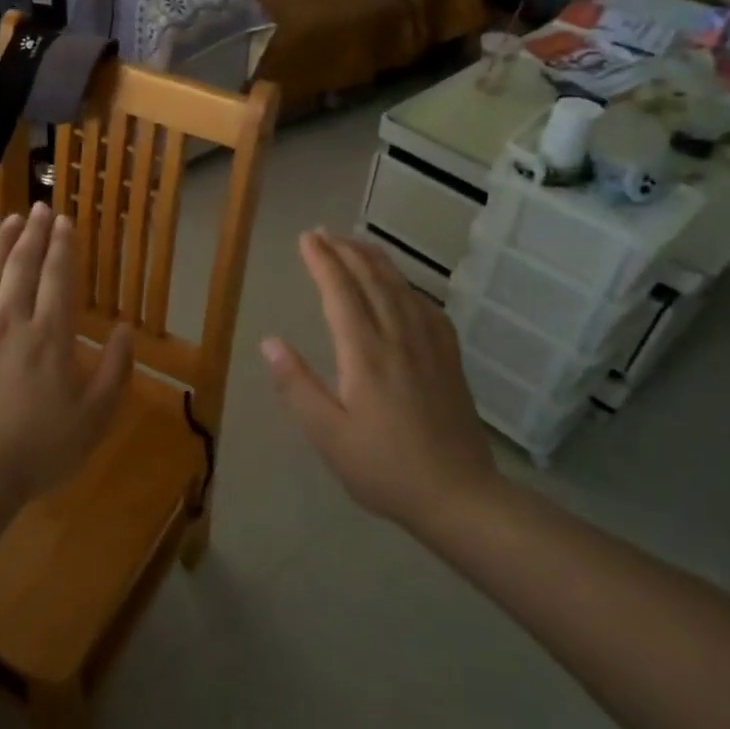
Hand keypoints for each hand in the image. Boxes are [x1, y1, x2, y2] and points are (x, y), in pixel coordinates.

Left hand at [0, 203, 133, 504]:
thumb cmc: (37, 451)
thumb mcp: (94, 419)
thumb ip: (116, 371)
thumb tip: (126, 331)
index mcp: (49, 336)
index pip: (58, 277)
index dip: (63, 246)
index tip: (64, 222)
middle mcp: (10, 320)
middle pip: (23, 266)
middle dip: (34, 233)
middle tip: (39, 208)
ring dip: (1, 243)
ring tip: (11, 220)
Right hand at [262, 230, 498, 531]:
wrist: (460, 495)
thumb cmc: (385, 469)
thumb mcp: (329, 436)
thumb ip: (297, 386)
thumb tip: (269, 342)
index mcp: (365, 354)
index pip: (341, 293)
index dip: (323, 261)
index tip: (306, 238)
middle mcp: (399, 338)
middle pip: (372, 280)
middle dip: (345, 251)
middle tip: (323, 233)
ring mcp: (429, 346)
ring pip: (401, 288)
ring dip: (376, 260)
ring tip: (356, 243)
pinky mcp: (449, 359)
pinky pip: (427, 307)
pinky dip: (407, 286)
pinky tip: (402, 286)